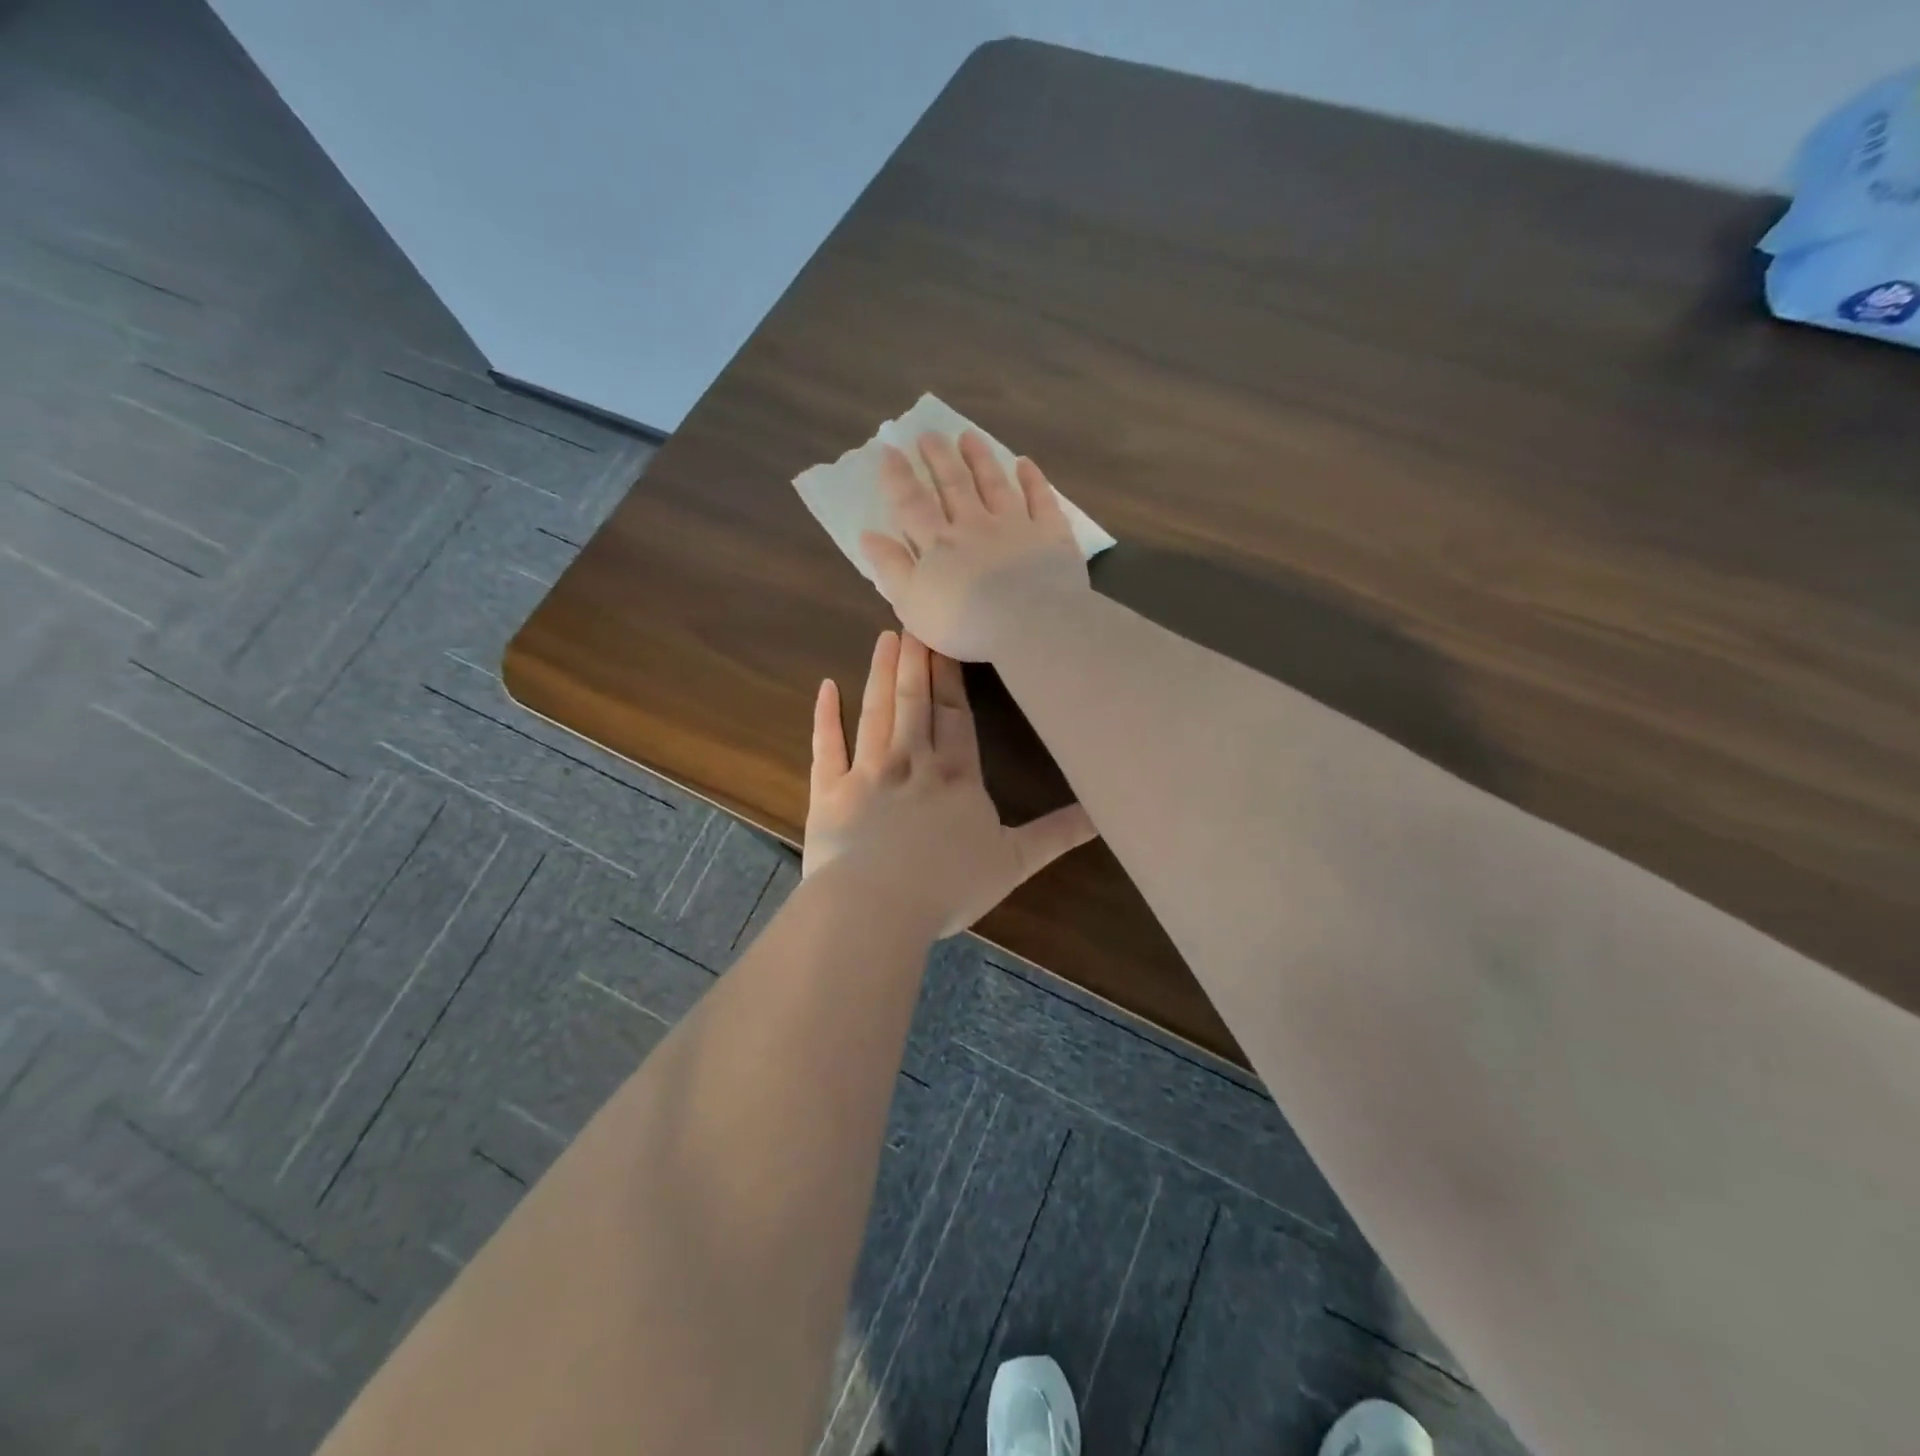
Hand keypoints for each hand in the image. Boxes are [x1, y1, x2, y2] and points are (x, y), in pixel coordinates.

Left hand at [803, 630, 1095, 935]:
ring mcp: (867, 773)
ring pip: (876, 713)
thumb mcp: (1014, 862)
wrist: (877, 906)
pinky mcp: (829, 792)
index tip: (946, 640)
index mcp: (955, 776)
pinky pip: (826, 748)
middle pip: (915, 702)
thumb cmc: (947, 886)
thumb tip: (1103, 814)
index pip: (955, 715)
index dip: (951, 677)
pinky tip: (825, 687)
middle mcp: (912, 763)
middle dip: (917, 661)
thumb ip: (1056, 834)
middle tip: (913, 620)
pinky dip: (825, 717)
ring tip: (886, 638)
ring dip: (881, 674)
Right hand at [859, 432, 1088, 662]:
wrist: (1031, 624)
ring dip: (980, 459)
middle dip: (939, 458)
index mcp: (939, 544)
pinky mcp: (1050, 534)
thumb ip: (891, 567)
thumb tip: (868, 534)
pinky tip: (1025, 463)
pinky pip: (1041, 499)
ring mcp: (1016, 525)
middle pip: (954, 485)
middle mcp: (975, 525)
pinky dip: (1032, 479)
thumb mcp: (912, 603)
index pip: (912, 503)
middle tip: (929, 434)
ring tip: (969, 437)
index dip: (898, 477)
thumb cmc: (965, 623)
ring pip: (995, 484)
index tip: (890, 450)